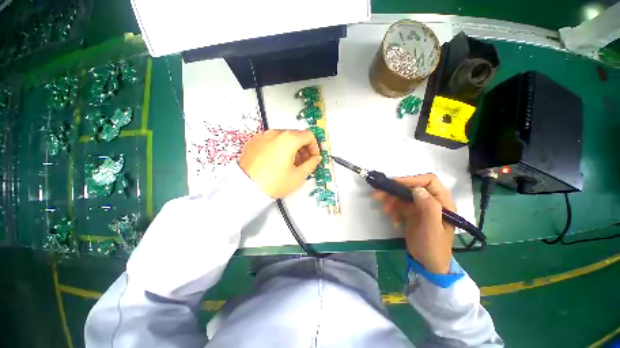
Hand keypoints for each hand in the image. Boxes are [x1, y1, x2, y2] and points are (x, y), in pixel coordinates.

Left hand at [239, 130, 320, 198]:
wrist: (245, 188)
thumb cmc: (273, 183)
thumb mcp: (298, 176)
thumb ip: (311, 164)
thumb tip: (316, 159)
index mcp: (289, 139)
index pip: (309, 135)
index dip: (314, 147)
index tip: (313, 157)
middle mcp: (276, 133)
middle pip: (296, 135)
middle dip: (303, 148)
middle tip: (304, 162)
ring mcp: (263, 136)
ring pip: (284, 137)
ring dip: (292, 147)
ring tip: (290, 163)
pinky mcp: (254, 141)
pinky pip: (272, 140)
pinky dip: (279, 147)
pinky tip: (277, 161)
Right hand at [373, 174, 455, 273]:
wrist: (428, 264)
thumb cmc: (434, 247)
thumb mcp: (432, 228)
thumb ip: (429, 208)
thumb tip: (417, 189)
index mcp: (442, 202)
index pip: (429, 181)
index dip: (412, 179)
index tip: (395, 183)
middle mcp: (430, 201)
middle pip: (411, 188)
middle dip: (395, 191)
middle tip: (378, 194)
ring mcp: (419, 207)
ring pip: (402, 196)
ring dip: (391, 200)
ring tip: (384, 209)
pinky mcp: (410, 213)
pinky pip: (398, 206)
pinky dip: (392, 210)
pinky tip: (392, 220)